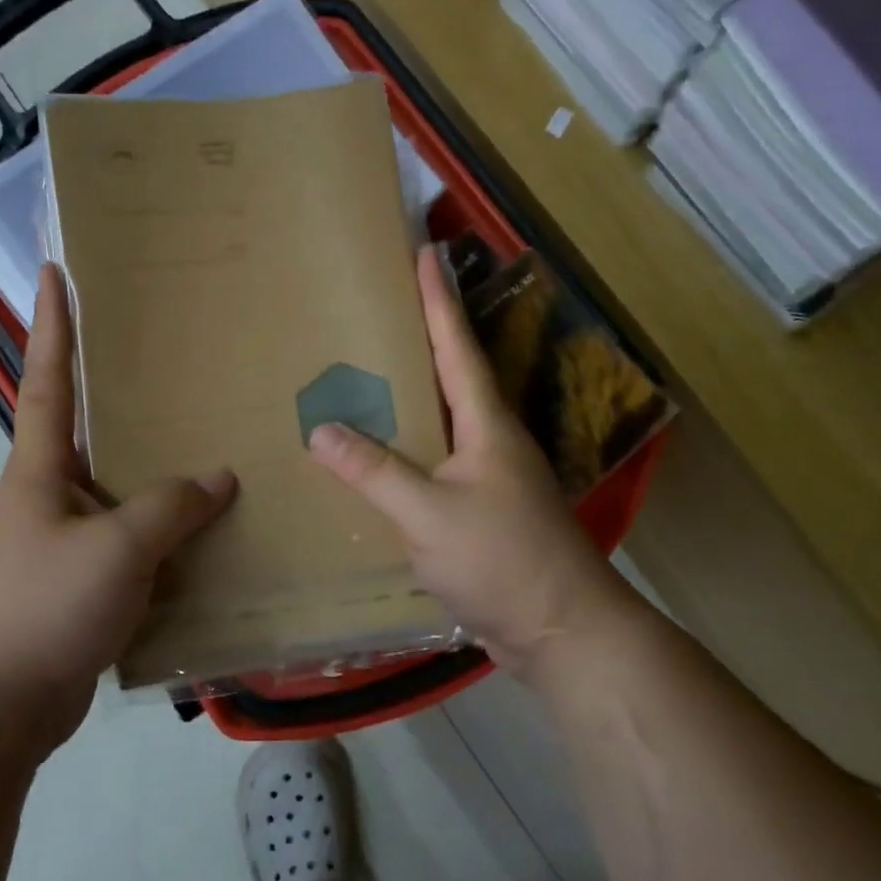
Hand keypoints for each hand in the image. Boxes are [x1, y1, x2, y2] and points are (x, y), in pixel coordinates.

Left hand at [0, 264, 235, 752]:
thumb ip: (170, 508)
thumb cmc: (44, 607)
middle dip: (125, 394)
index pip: (48, 379)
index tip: (58, 273)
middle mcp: (52, 495)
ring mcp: (69, 542)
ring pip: (123, 491)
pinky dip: (169, 534)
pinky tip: (210, 532)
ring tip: (212, 441)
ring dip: (159, 472)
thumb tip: (220, 477)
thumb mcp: (115, 548)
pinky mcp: (87, 584)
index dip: (53, 324)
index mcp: (40, 470)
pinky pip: (137, 543)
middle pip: (93, 430)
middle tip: (175, 361)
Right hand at [307, 245, 625, 673]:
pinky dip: (406, 453)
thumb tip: (320, 429)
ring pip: (441, 424)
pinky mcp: (480, 513)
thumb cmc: (501, 560)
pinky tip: (377, 462)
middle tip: (377, 312)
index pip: (455, 346)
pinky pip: (435, 467)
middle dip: (420, 339)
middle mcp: (490, 441)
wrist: (559, 629)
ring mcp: (489, 478)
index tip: (424, 252)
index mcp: (485, 425)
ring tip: (365, 379)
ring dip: (410, 399)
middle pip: (450, 377)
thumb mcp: (428, 513)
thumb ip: (374, 471)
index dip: (437, 299)